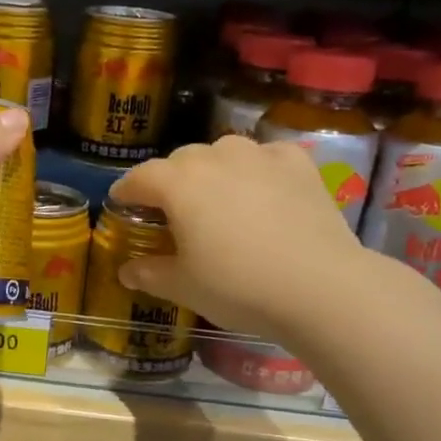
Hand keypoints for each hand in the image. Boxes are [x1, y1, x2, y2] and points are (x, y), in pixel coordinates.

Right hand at [110, 135, 370, 342]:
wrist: (319, 286)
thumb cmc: (238, 286)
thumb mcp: (184, 287)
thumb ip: (150, 273)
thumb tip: (126, 271)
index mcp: (178, 183)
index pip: (140, 177)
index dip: (126, 191)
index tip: (121, 203)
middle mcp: (214, 157)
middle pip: (180, 161)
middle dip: (169, 181)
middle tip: (171, 210)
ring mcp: (259, 156)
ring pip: (223, 152)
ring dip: (212, 170)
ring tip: (218, 198)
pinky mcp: (297, 163)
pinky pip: (265, 157)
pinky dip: (256, 169)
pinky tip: (262, 190)